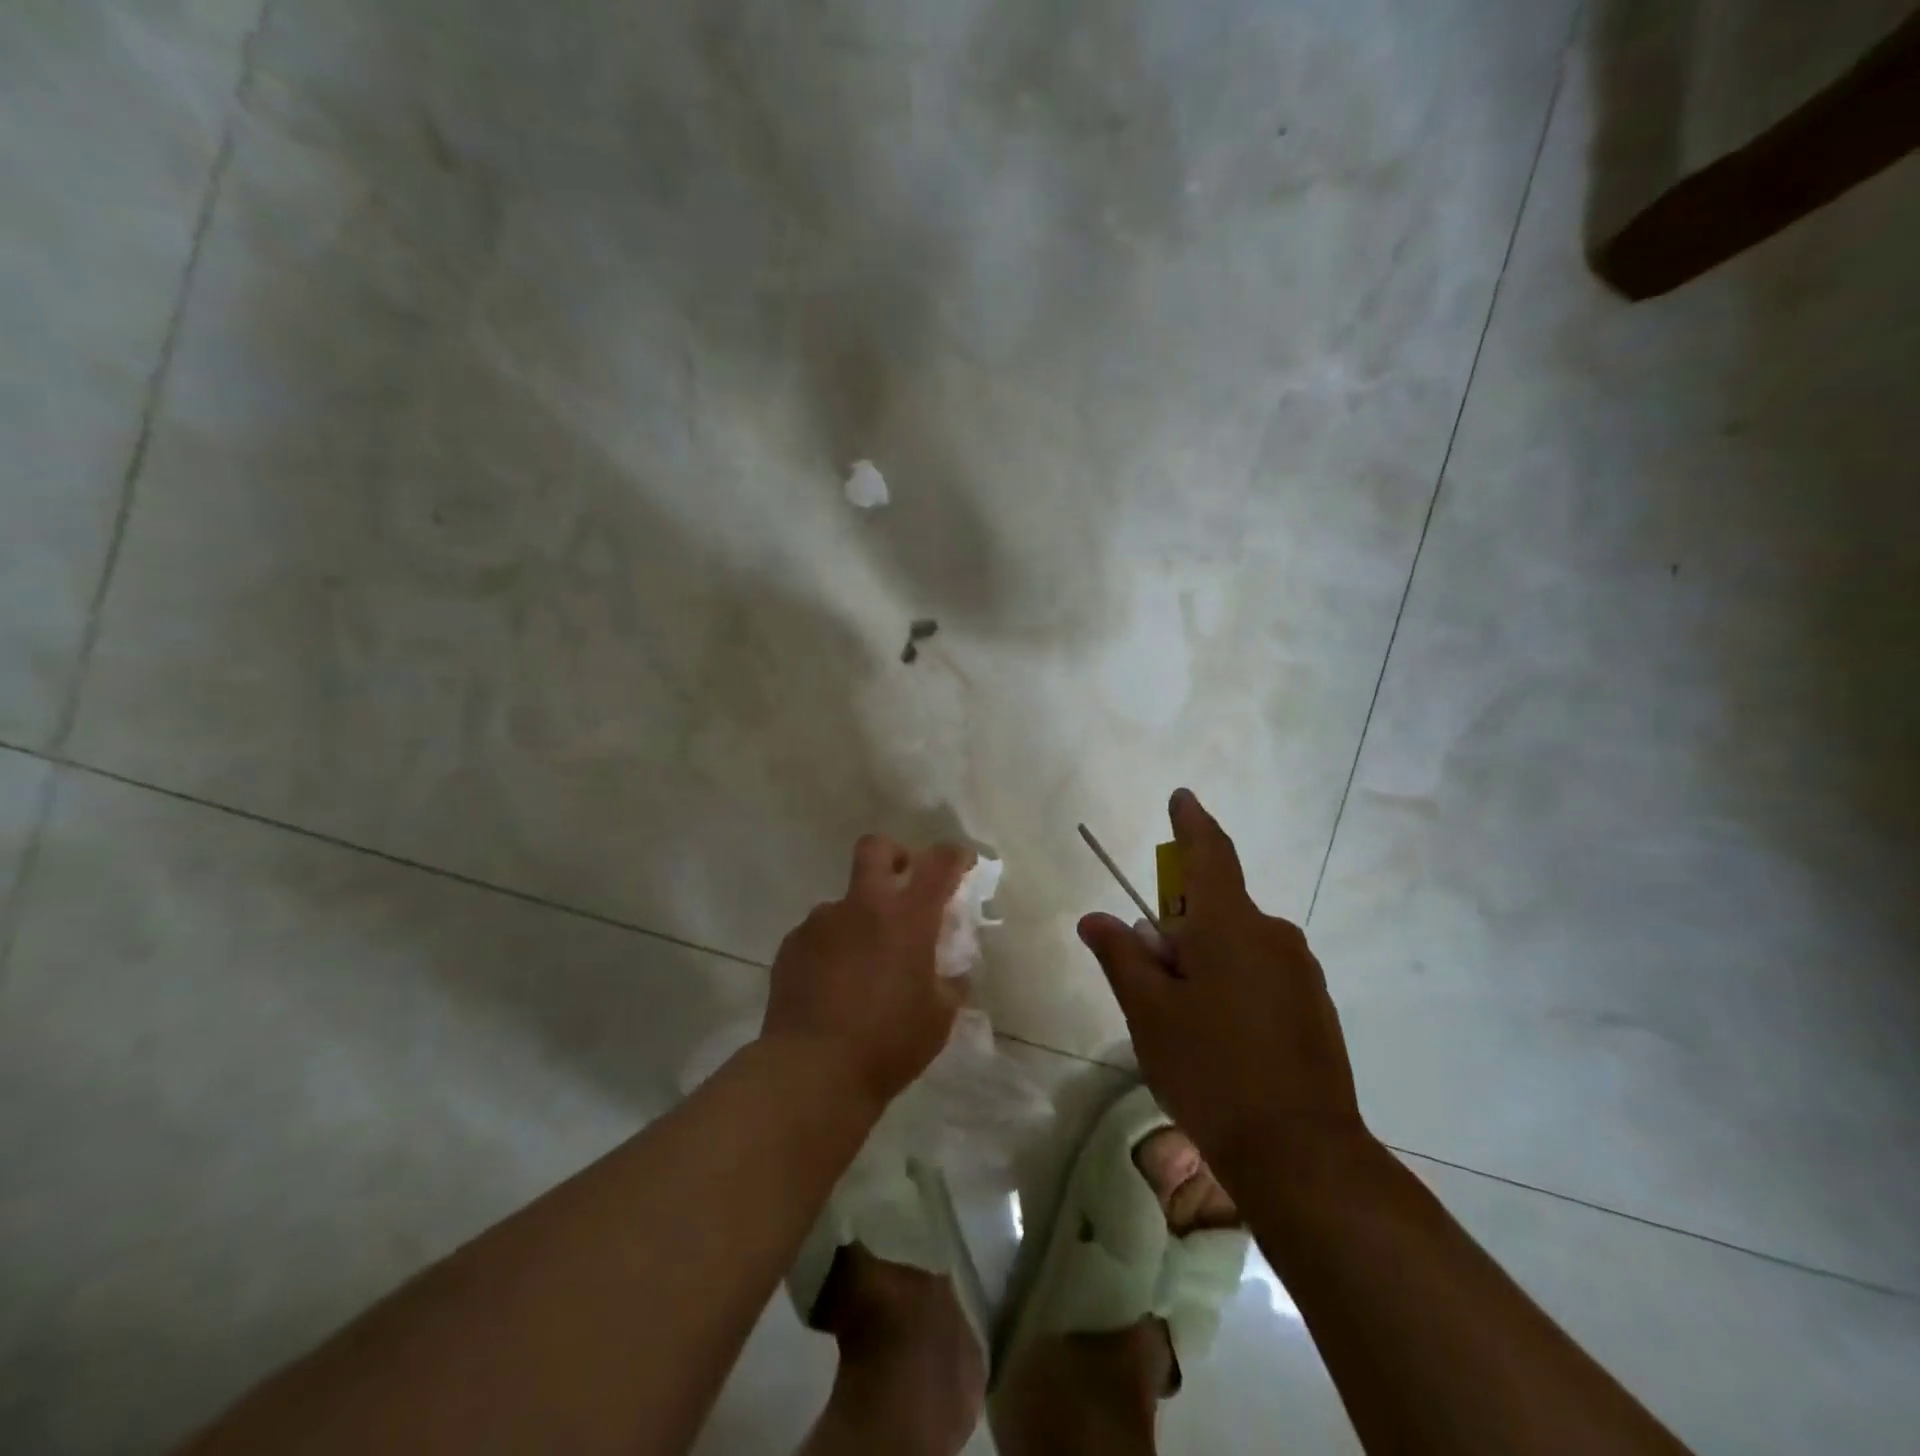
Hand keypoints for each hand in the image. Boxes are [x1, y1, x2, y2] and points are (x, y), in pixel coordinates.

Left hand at [762, 835, 975, 1108]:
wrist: (811, 1071)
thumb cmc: (888, 1043)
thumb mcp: (940, 1018)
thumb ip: (951, 983)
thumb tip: (953, 970)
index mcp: (908, 916)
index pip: (940, 862)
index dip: (955, 856)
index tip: (962, 864)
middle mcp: (863, 905)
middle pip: (877, 848)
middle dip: (896, 856)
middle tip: (904, 886)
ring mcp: (822, 921)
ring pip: (845, 900)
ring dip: (860, 918)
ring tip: (863, 965)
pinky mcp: (792, 944)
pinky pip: (819, 933)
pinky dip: (832, 948)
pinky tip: (833, 985)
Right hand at [1078, 789, 1367, 1168]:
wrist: (1301, 1154)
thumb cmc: (1211, 1070)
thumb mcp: (1148, 1012)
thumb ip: (1121, 956)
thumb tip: (1097, 918)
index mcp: (1229, 925)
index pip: (1209, 854)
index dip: (1191, 823)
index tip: (1182, 798)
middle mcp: (1272, 934)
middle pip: (1215, 907)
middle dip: (1179, 926)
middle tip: (1150, 977)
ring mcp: (1300, 970)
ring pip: (1238, 943)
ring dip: (1205, 959)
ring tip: (1183, 1020)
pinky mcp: (1315, 1004)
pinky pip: (1262, 971)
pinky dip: (1233, 982)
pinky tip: (1221, 1038)